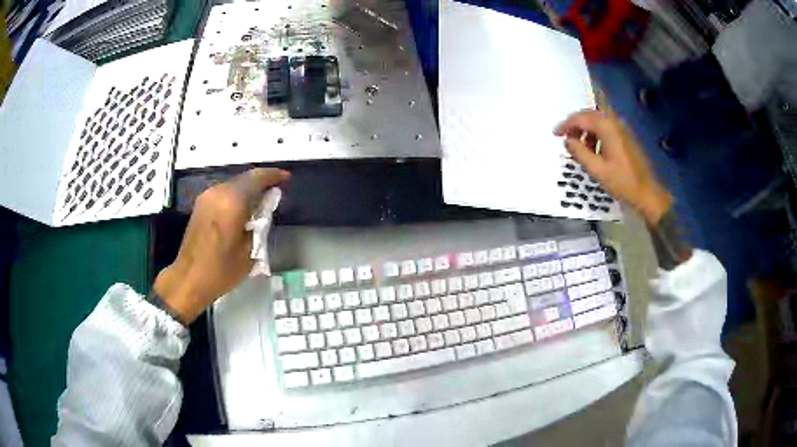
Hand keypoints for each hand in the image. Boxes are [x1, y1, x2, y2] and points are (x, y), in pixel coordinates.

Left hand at [153, 168, 289, 323]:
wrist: (189, 279)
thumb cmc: (222, 270)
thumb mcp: (250, 250)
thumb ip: (260, 223)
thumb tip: (266, 206)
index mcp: (232, 201)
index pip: (257, 178)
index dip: (274, 176)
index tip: (286, 178)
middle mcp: (218, 193)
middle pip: (244, 178)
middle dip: (261, 181)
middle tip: (275, 190)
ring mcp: (207, 197)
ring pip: (233, 184)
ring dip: (248, 188)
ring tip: (262, 200)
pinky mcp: (200, 205)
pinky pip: (224, 192)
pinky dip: (236, 195)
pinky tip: (244, 207)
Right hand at [554, 110, 671, 224]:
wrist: (647, 191)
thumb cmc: (622, 181)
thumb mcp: (597, 170)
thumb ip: (579, 152)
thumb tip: (567, 141)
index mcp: (606, 127)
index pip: (580, 118)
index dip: (565, 125)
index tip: (555, 135)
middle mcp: (614, 121)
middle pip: (589, 115)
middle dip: (575, 125)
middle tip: (565, 139)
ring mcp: (622, 128)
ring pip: (597, 121)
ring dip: (586, 130)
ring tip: (581, 148)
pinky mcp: (626, 136)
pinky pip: (606, 128)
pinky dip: (596, 134)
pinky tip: (595, 150)